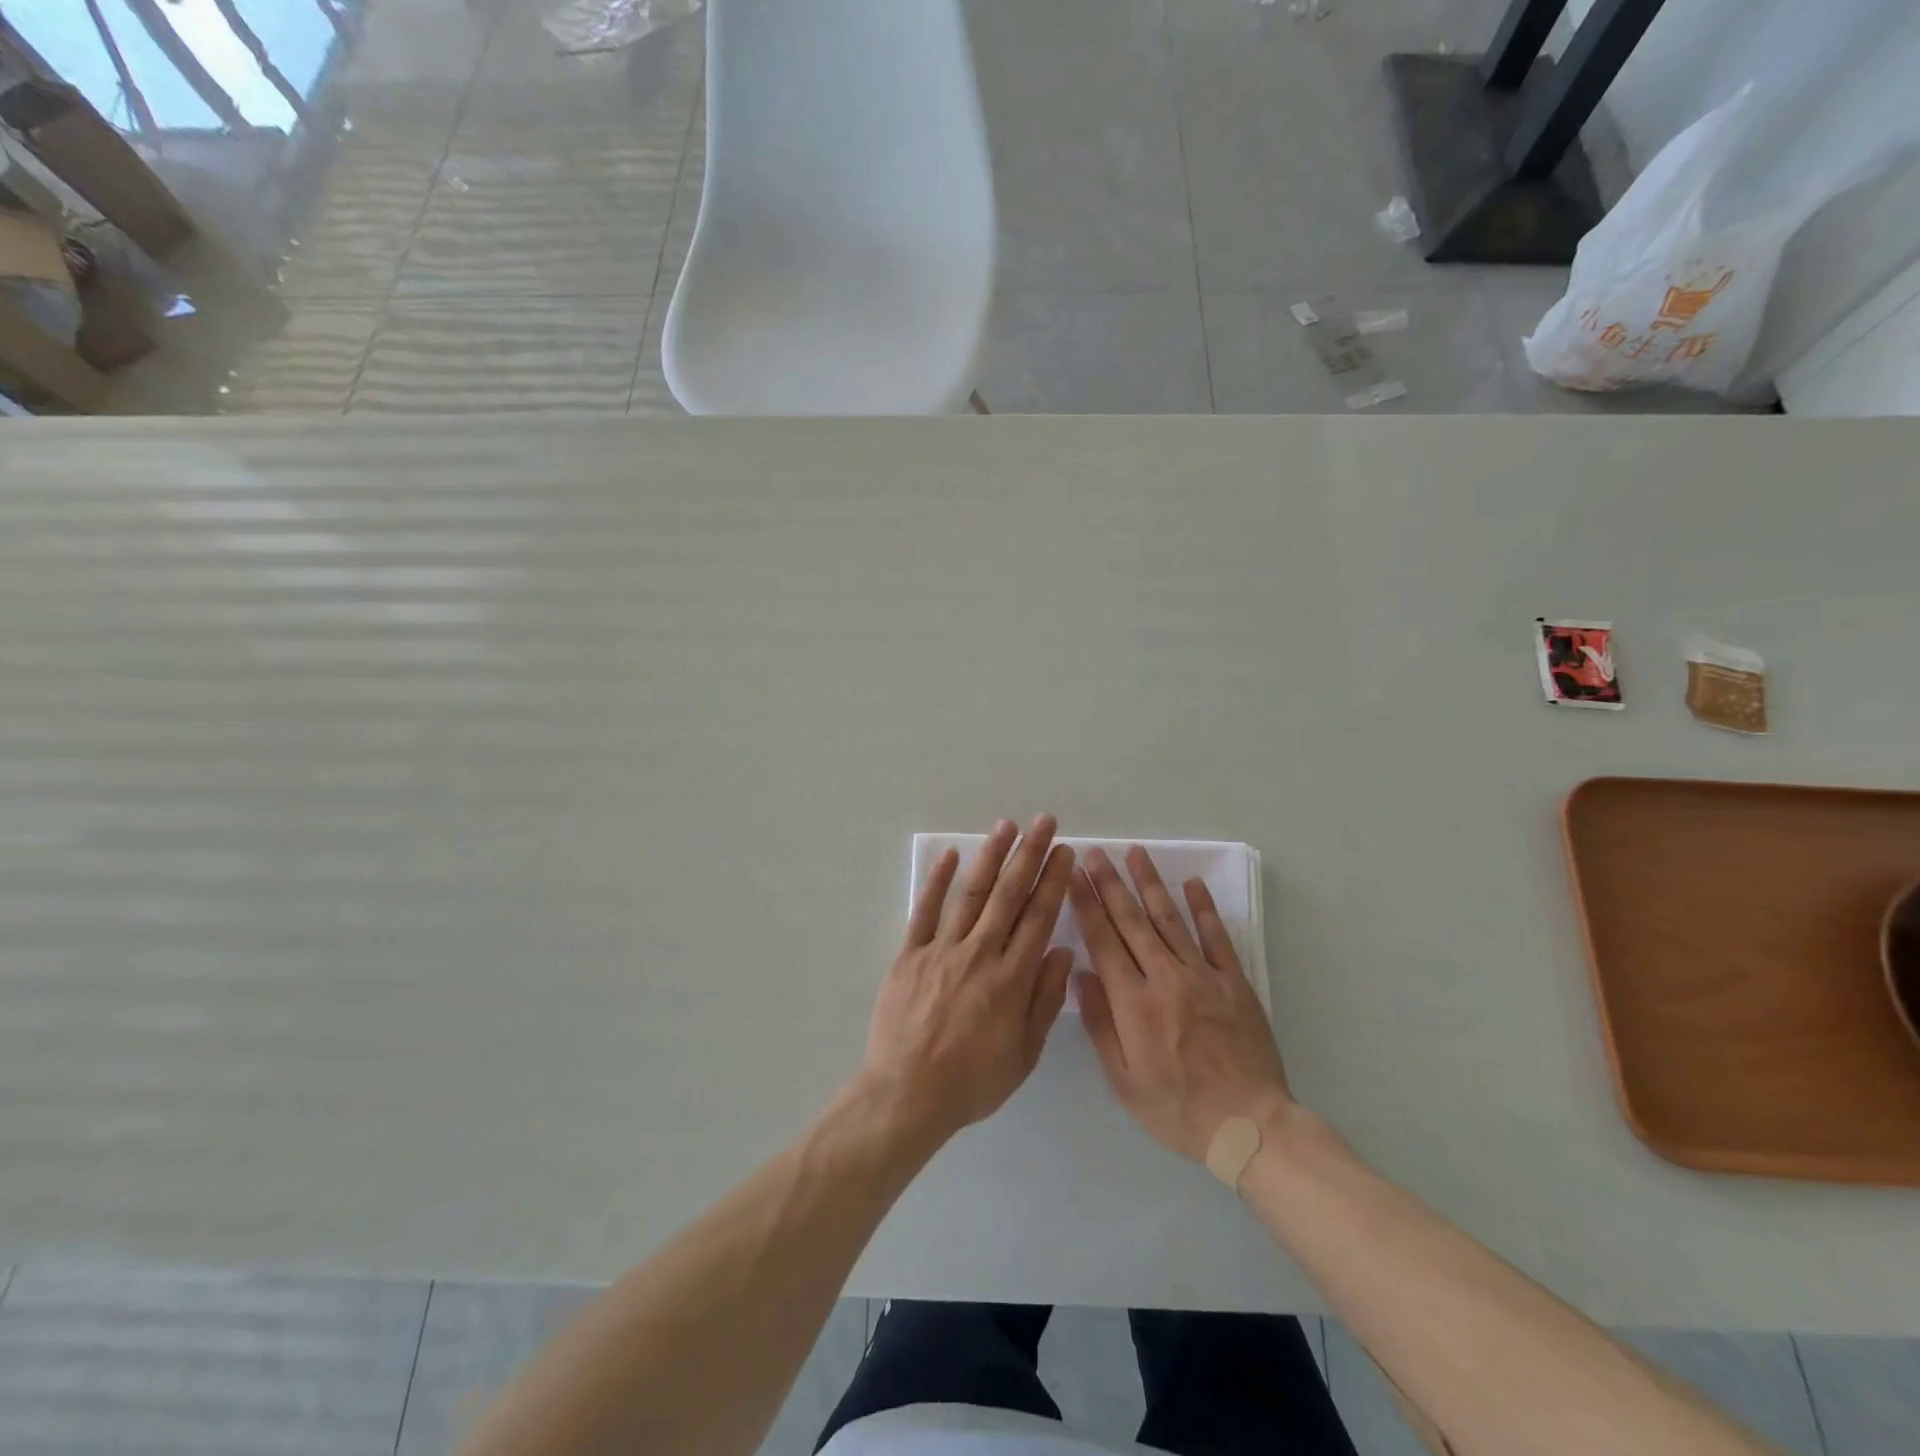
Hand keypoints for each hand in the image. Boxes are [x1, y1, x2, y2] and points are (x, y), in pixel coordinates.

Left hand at [862, 815, 1076, 1144]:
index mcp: (1012, 979)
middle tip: (1044, 822)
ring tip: (1007, 826)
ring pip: (971, 893)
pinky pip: (925, 911)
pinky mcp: (910, 954)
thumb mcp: (1024, 1054)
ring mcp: (942, 950)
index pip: (1039, 917)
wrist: (906, 1095)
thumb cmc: (972, 1082)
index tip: (1065, 852)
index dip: (1053, 881)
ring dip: (990, 856)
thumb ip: (1045, 1000)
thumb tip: (1063, 953)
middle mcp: (980, 953)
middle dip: (1030, 854)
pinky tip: (951, 855)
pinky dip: (938, 881)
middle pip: (1009, 894)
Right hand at [1070, 846, 1291, 1162]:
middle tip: (1096, 853)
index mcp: (1133, 1003)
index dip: (1086, 906)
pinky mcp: (1234, 982)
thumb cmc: (1177, 1108)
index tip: (1073, 876)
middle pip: (1132, 922)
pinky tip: (1192, 883)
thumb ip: (1100, 1024)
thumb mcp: (1123, 1080)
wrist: (1249, 1125)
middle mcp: (1164, 978)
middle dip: (1111, 884)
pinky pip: (1217, 937)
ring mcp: (1203, 976)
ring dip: (1150, 884)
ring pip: (1170, 920)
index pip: (1103, 942)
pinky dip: (1204, 908)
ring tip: (1136, 853)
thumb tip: (1080, 973)